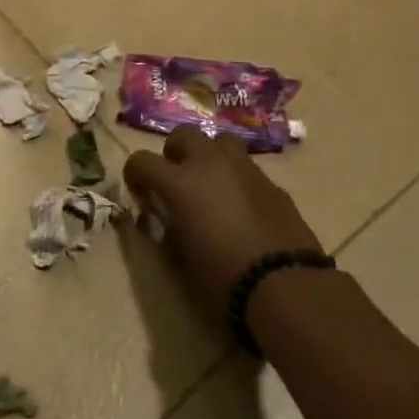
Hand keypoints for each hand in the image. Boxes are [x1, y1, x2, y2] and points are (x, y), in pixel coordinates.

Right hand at [123, 126, 321, 318]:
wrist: (284, 284)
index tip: (139, 191)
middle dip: (174, 152)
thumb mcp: (181, 258)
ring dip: (209, 156)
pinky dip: (236, 178)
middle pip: (184, 134)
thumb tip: (165, 220)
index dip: (134, 174)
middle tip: (176, 178)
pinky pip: (246, 167)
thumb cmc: (222, 276)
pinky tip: (241, 206)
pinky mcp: (271, 181)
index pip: (142, 161)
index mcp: (181, 182)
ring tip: (210, 183)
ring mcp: (245, 168)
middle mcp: (211, 164)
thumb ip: (168, 229)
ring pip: (221, 141)